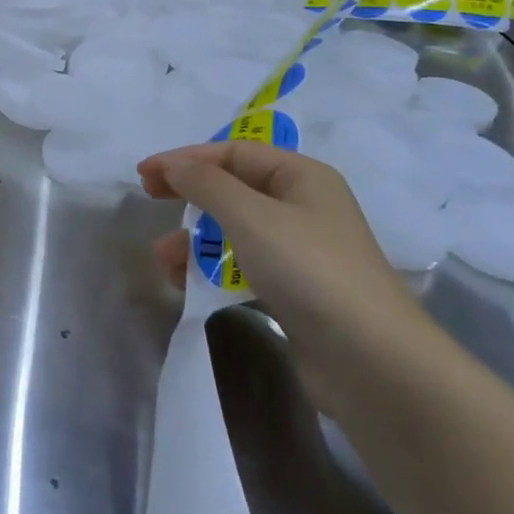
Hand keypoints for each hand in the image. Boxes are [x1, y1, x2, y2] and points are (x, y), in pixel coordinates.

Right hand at [140, 142, 438, 412]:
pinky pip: (243, 266)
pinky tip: (188, 284)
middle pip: (234, 188)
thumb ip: (207, 184)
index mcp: (301, 176)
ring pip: (235, 231)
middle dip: (190, 195)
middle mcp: (303, 206)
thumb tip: (174, 165)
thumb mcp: (251, 216)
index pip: (234, 153)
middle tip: (148, 199)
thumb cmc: (309, 270)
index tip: (143, 174)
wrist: (370, 360)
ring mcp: (300, 251)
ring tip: (162, 259)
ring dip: (195, 239)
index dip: (186, 159)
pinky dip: (213, 270)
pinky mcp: (294, 291)